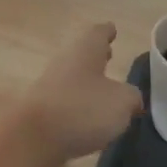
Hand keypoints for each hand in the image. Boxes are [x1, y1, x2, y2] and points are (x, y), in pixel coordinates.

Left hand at [13, 23, 142, 165]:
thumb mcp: (121, 102)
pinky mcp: (43, 110)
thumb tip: (132, 99)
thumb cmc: (83, 109)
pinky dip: (79, 102)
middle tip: (110, 54)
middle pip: (82, 53)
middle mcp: (65, 62)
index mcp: (85, 51)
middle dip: (97, 54)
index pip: (97, 33)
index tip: (112, 28)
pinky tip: (89, 116)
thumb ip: (132, 97)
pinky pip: (66, 99)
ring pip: (74, 75)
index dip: (107, 31)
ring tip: (105, 88)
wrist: (33, 137)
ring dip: (88, 79)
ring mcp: (50, 85)